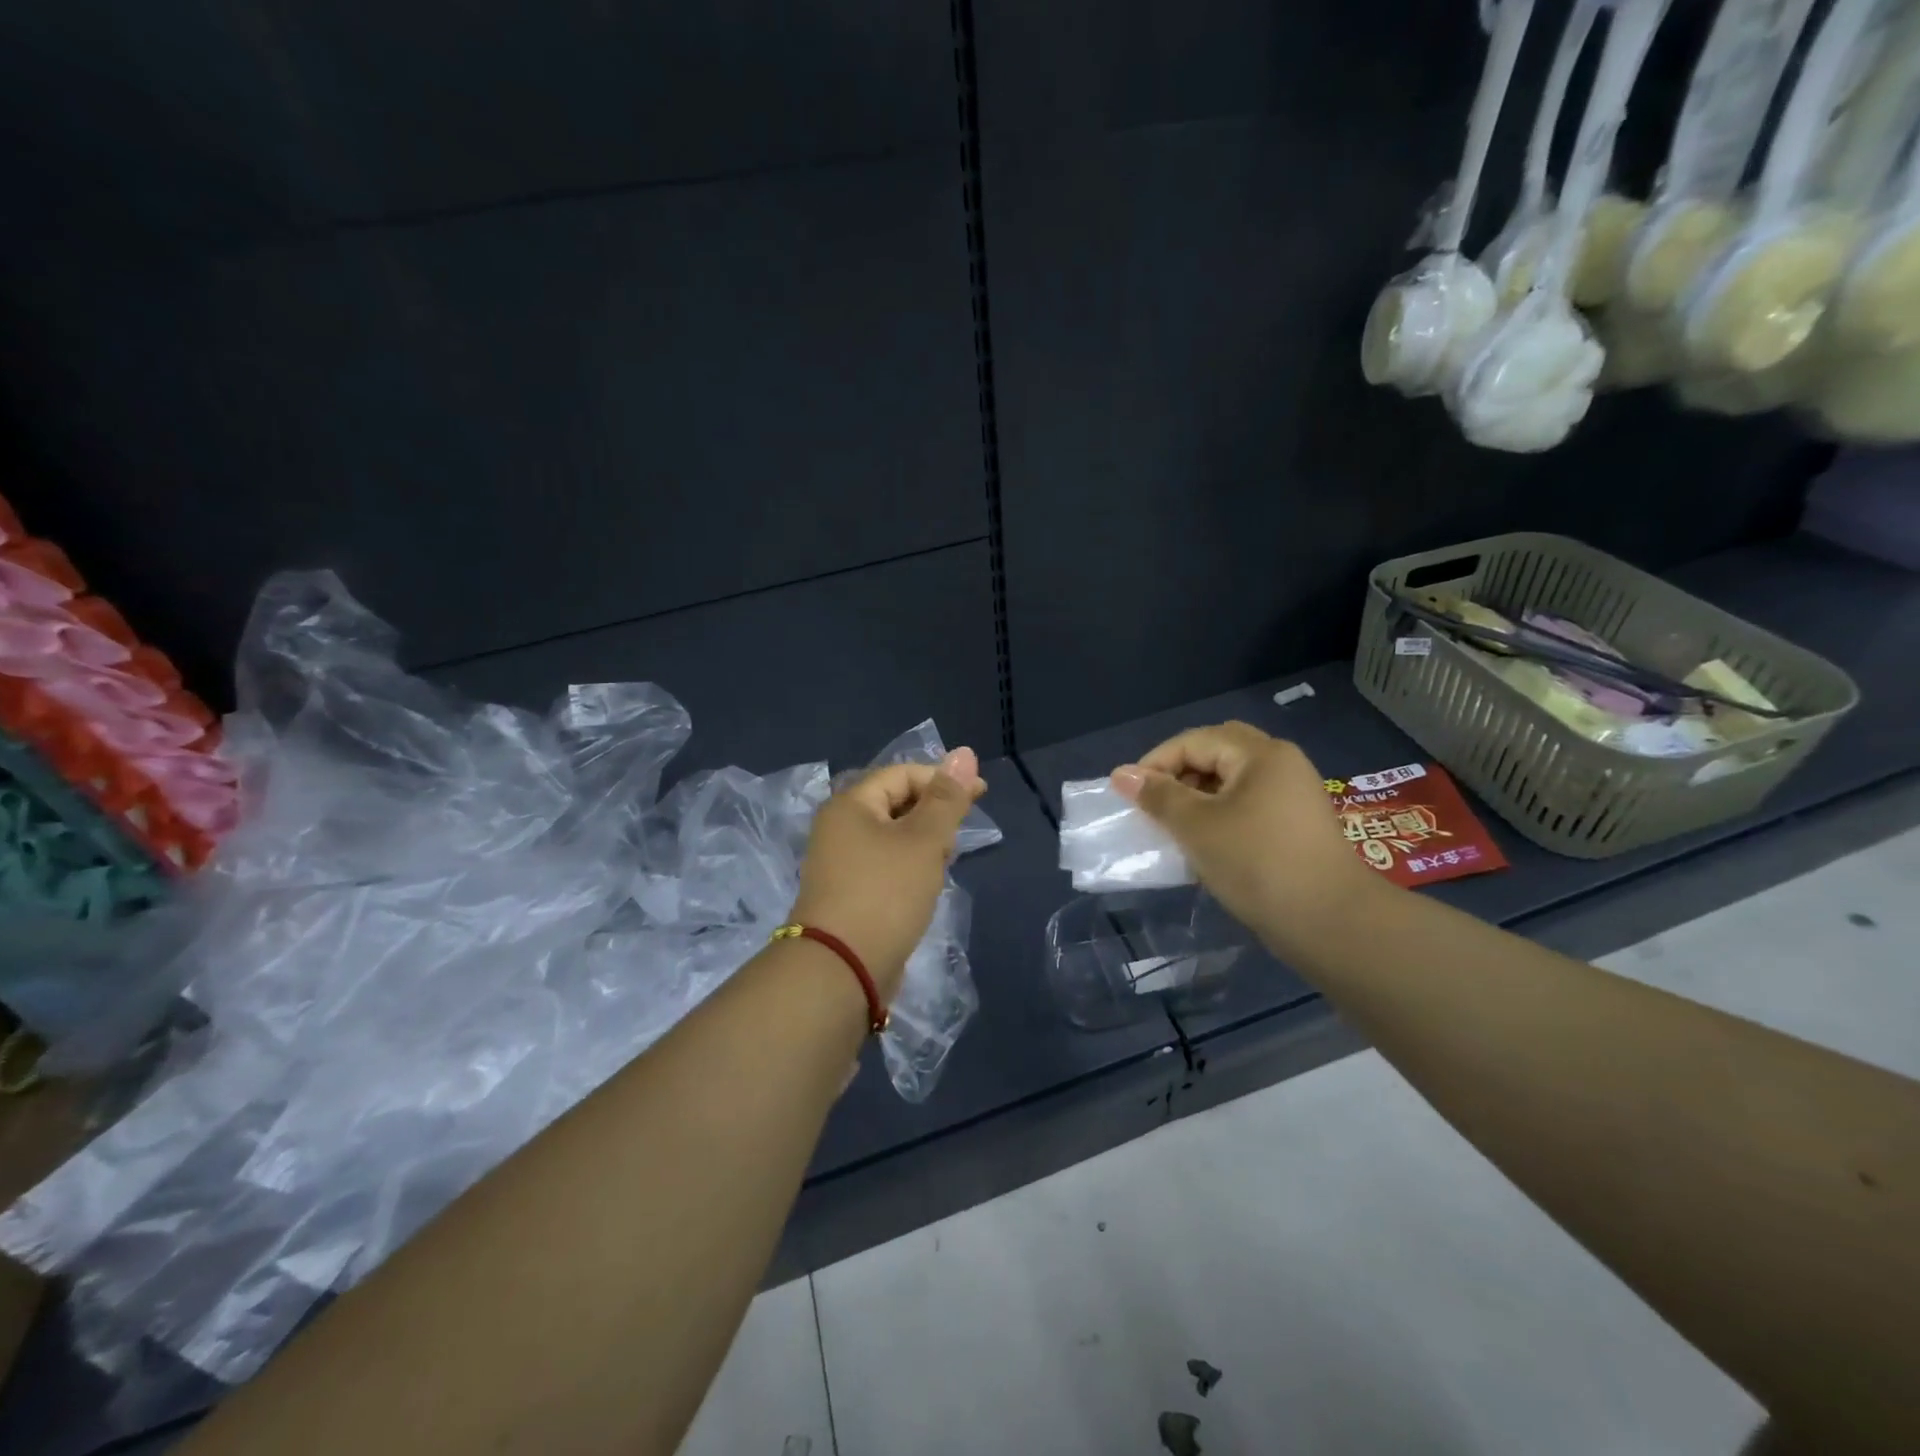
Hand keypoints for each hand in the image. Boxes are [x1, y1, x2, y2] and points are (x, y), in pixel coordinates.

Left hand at [792, 748, 986, 999]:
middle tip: (960, 836)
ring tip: (945, 861)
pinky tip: (926, 886)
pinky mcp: (847, 894)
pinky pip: (885, 866)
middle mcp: (838, 828)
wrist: (841, 969)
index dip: (942, 779)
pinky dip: (909, 868)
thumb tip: (965, 752)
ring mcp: (839, 863)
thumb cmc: (885, 893)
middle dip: (933, 813)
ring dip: (923, 843)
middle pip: (895, 803)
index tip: (980, 795)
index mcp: (850, 804)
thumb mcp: (924, 840)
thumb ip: (946, 798)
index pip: (902, 774)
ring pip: (892, 837)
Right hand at [1111, 723, 1380, 954]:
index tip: (1129, 795)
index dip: (1156, 763)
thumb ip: (1158, 796)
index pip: (1194, 741)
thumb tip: (1121, 774)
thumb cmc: (1257, 863)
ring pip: (1232, 781)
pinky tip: (1205, 843)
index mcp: (1260, 754)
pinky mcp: (1296, 825)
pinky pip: (1248, 804)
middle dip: (1179, 774)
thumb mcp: (1197, 827)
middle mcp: (1281, 764)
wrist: (1331, 922)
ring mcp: (1293, 795)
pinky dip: (1220, 814)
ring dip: (1198, 796)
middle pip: (1217, 753)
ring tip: (1174, 826)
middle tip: (1155, 803)